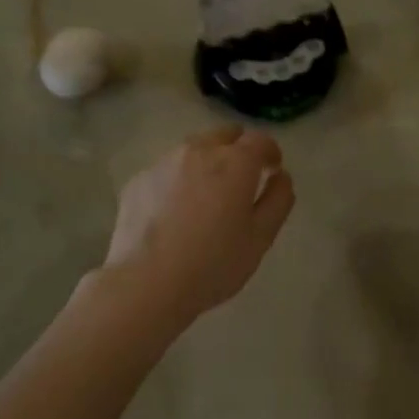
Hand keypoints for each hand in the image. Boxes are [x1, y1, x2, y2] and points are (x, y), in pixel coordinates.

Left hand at [101, 126, 295, 325]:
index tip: (272, 170)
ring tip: (206, 196)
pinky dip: (177, 181)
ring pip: (192, 149)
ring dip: (206, 162)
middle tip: (241, 180)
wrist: (147, 283)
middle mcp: (199, 151)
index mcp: (235, 163)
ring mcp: (163, 163)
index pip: (260, 140)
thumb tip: (281, 177)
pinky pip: (166, 170)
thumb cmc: (213, 263)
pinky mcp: (138, 180)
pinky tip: (174, 212)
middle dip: (238, 150)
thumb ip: (278, 200)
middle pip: (224, 135)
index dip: (270, 153)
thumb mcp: (261, 238)